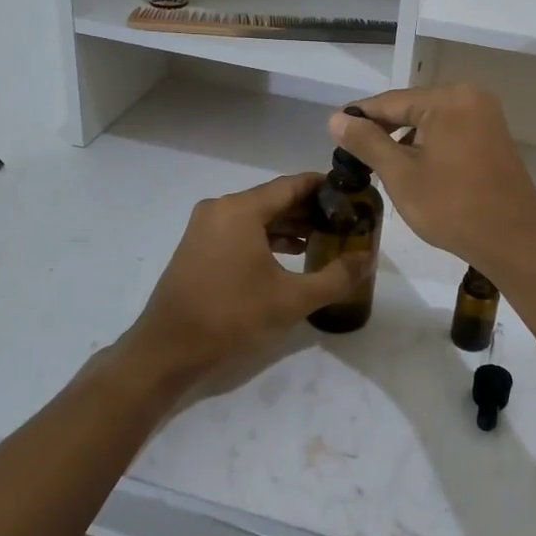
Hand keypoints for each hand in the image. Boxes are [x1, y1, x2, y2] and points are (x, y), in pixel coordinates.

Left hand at [124, 173, 368, 395]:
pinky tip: (290, 255)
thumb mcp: (291, 299)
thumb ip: (335, 277)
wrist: (167, 350)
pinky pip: (240, 231)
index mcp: (241, 209)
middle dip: (310, 209)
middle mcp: (220, 208)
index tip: (352, 195)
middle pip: (274, 199)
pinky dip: (266, 238)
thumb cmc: (231, 317)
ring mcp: (205, 227)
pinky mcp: (197, 247)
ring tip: (324, 239)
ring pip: (257, 216)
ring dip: (289, 225)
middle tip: (344, 221)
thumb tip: (368, 259)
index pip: (292, 185)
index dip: (324, 187)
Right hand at [329, 84, 535, 285]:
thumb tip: (336, 118)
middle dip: (382, 128)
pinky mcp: (493, 138)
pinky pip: (451, 132)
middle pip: (412, 107)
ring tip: (377, 162)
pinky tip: (412, 167)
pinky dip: (428, 144)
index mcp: (448, 99)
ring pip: (431, 120)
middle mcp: (470, 97)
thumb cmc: (452, 206)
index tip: (333, 131)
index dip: (359, 116)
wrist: (513, 240)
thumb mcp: (400, 174)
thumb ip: (367, 141)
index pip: (390, 101)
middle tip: (352, 151)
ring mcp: (486, 117)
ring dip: (405, 138)